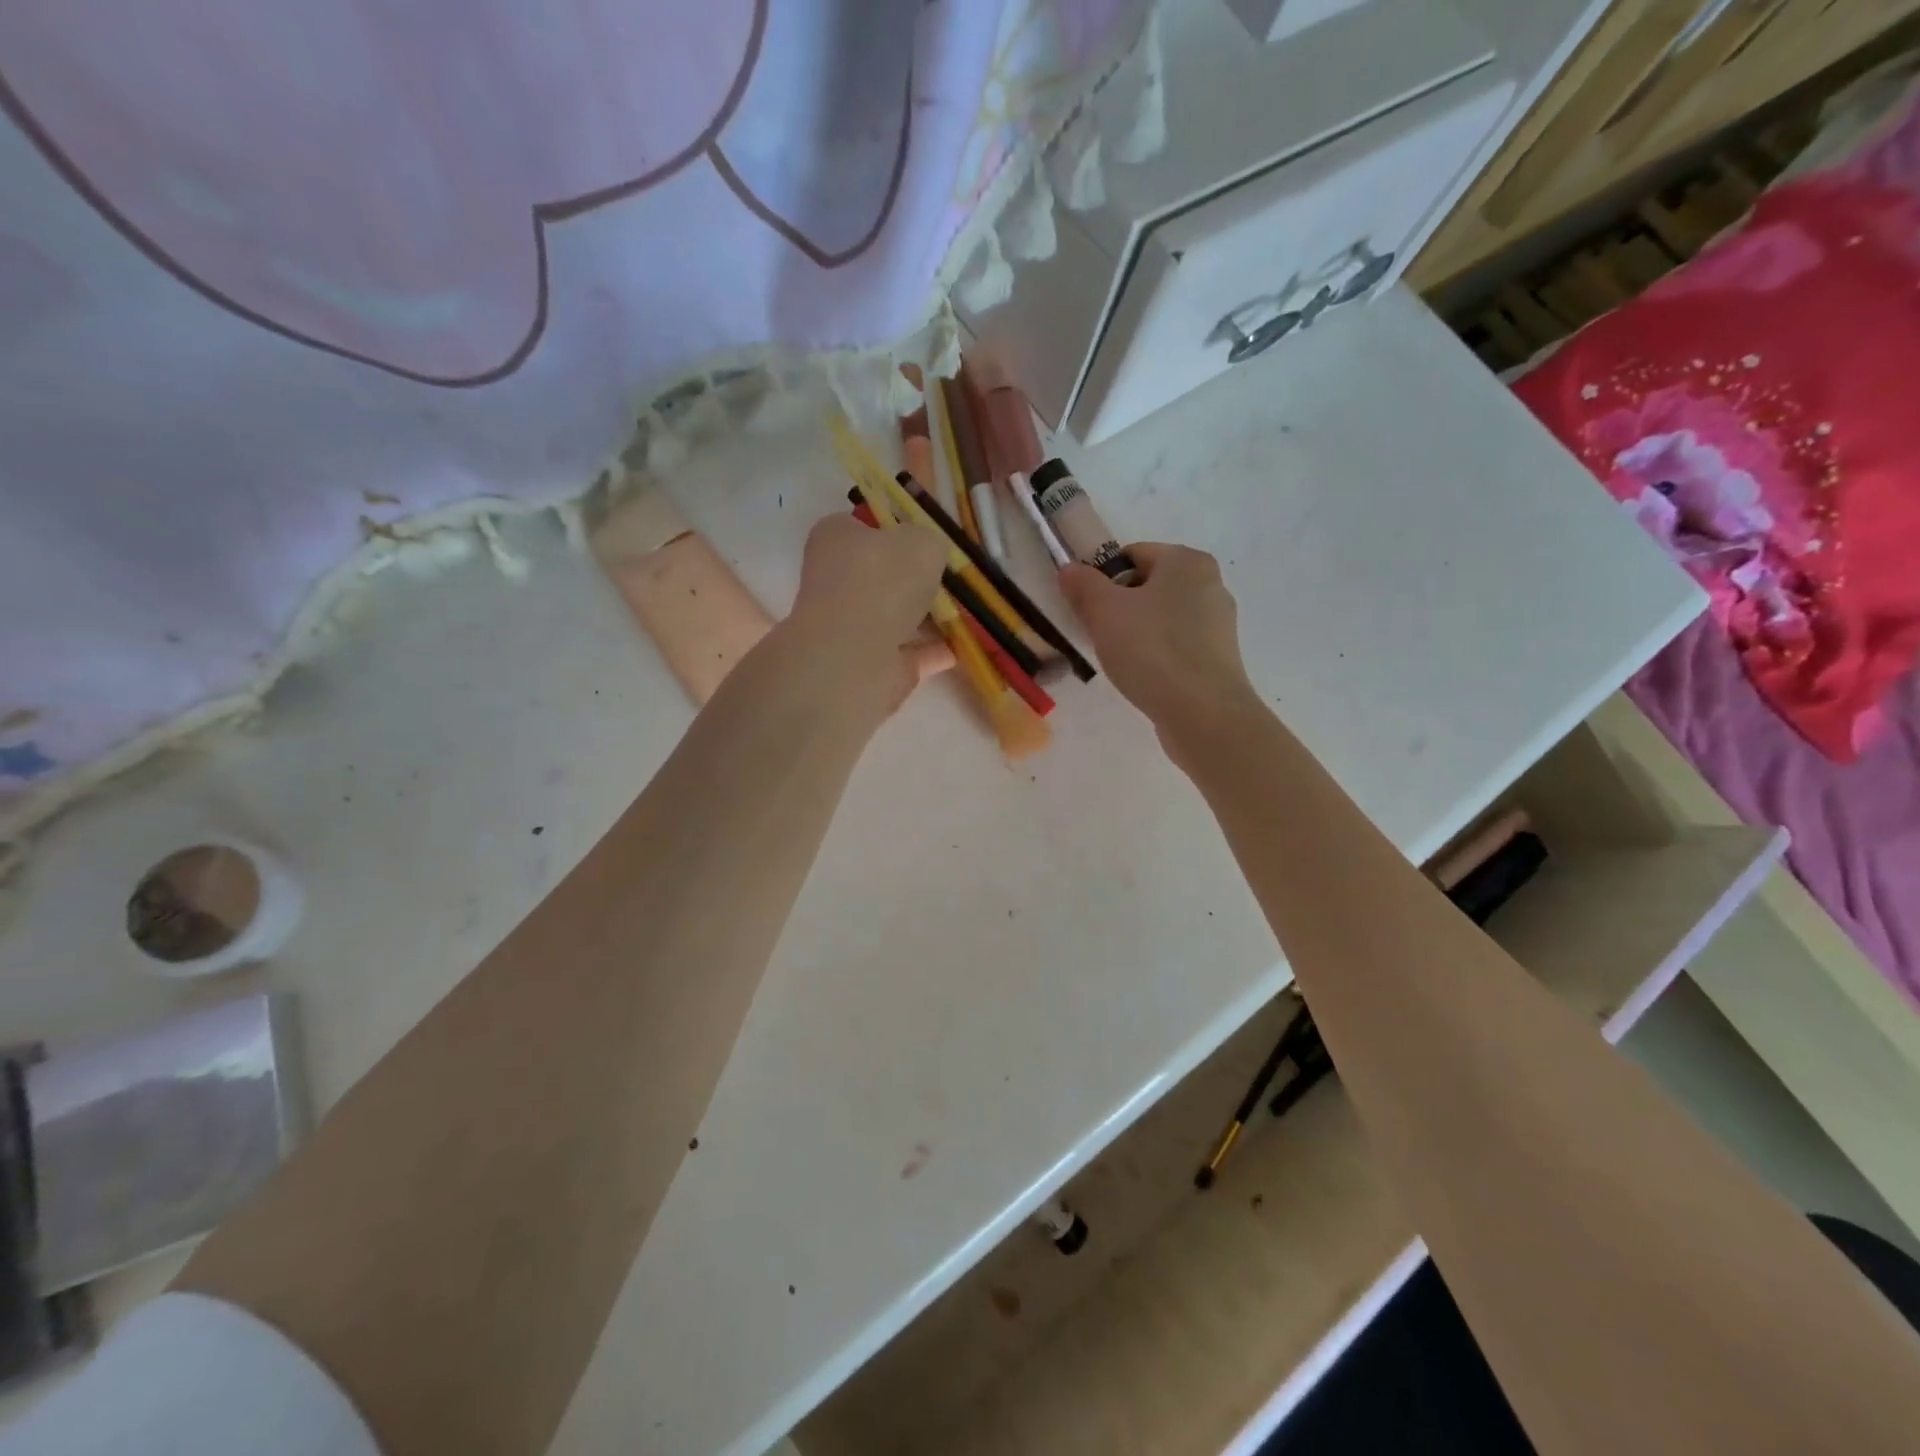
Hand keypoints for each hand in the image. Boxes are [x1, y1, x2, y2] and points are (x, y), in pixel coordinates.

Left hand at [787, 513, 947, 705]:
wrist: (856, 654)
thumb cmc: (884, 581)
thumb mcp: (923, 541)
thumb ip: (929, 543)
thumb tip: (927, 555)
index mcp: (835, 538)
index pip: (863, 527)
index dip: (895, 531)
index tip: (926, 543)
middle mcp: (835, 580)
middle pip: (880, 575)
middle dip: (912, 580)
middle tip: (947, 580)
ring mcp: (847, 626)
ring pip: (892, 617)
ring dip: (923, 618)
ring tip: (960, 614)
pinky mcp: (865, 663)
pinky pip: (905, 652)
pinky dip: (928, 651)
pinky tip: (956, 649)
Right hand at [1058, 543, 1257, 733]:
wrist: (1203, 714)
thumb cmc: (1152, 651)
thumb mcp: (1104, 611)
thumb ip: (1083, 585)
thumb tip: (1070, 569)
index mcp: (1187, 561)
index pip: (1132, 555)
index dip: (1102, 579)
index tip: (1087, 610)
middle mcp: (1210, 584)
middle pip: (1147, 586)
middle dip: (1118, 608)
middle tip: (1100, 637)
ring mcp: (1218, 623)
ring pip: (1161, 618)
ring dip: (1136, 634)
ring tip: (1121, 662)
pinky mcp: (1218, 657)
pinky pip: (1176, 646)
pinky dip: (1156, 655)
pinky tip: (1144, 677)